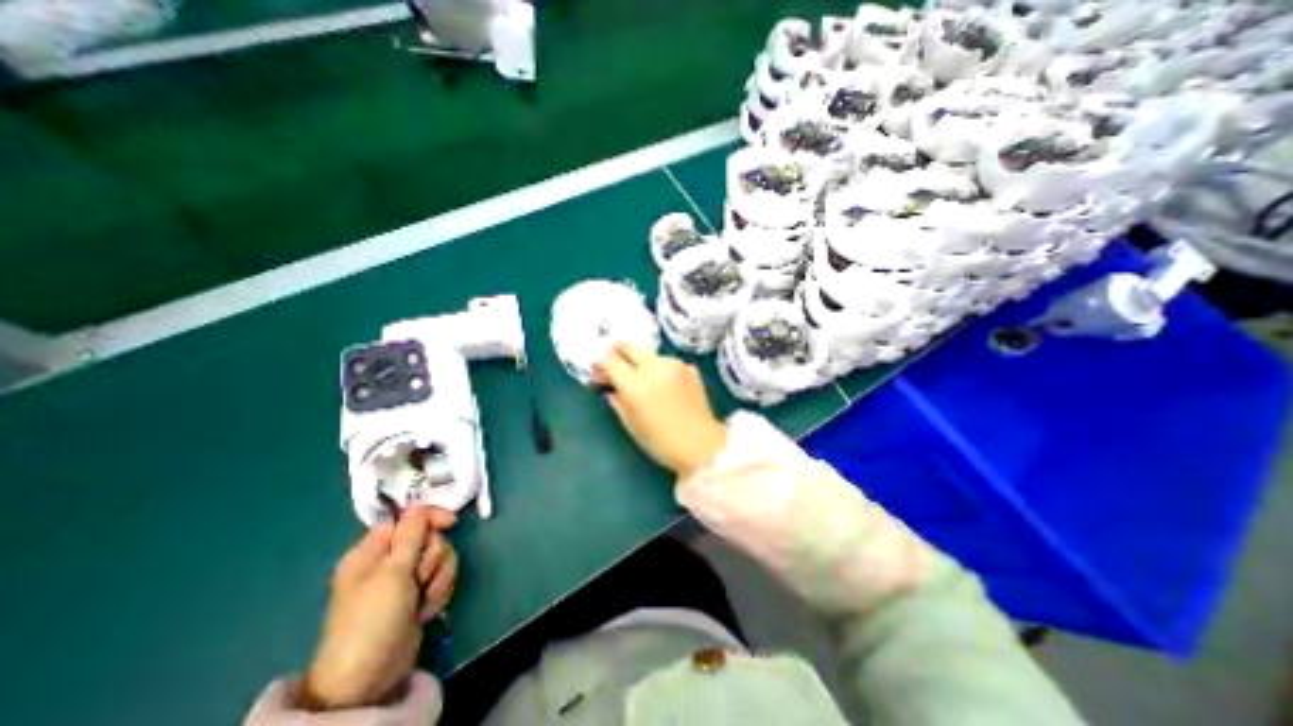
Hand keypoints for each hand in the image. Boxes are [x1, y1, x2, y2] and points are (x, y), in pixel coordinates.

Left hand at [297, 504, 459, 708]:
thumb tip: (420, 505)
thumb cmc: (373, 619)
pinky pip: (441, 577)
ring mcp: (405, 579)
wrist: (370, 677)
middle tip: (419, 579)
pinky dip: (439, 591)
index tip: (451, 523)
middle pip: (430, 538)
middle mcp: (389, 561)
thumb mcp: (392, 572)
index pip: (409, 518)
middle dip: (432, 558)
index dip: (430, 518)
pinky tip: (426, 611)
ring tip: (423, 600)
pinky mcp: (419, 594)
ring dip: (438, 577)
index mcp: (372, 551)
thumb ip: (411, 534)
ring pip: (440, 557)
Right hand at [592, 343, 725, 478]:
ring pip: (648, 353)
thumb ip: (616, 398)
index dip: (601, 364)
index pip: (610, 360)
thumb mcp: (630, 423)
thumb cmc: (660, 441)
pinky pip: (666, 362)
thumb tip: (607, 384)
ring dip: (641, 362)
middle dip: (618, 352)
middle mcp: (654, 367)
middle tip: (616, 367)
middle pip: (628, 344)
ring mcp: (674, 364)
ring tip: (645, 382)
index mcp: (635, 384)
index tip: (599, 372)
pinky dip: (660, 369)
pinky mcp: (689, 367)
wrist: (701, 445)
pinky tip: (665, 387)